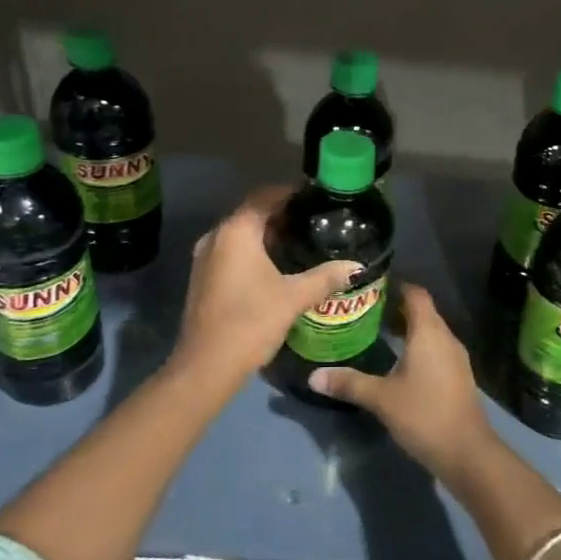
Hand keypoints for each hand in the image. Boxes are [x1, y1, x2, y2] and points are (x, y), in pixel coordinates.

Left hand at [172, 187, 361, 385]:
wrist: (206, 366)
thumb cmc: (251, 322)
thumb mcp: (293, 298)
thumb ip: (325, 277)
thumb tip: (357, 266)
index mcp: (236, 231)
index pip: (265, 195)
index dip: (291, 193)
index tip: (316, 199)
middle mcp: (216, 236)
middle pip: (252, 212)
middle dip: (282, 214)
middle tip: (314, 222)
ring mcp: (205, 256)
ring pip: (241, 233)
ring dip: (267, 233)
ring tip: (301, 242)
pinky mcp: (203, 276)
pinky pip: (231, 250)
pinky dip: (253, 250)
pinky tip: (277, 266)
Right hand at [307, 284, 495, 476]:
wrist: (467, 453)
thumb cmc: (424, 415)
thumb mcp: (381, 398)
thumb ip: (348, 384)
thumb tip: (313, 376)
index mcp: (429, 332)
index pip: (415, 294)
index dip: (396, 285)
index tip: (370, 286)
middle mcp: (445, 338)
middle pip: (422, 311)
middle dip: (395, 308)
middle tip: (363, 310)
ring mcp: (455, 358)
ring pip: (429, 332)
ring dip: (406, 329)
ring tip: (375, 333)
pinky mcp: (457, 376)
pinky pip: (435, 349)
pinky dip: (417, 347)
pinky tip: (397, 362)